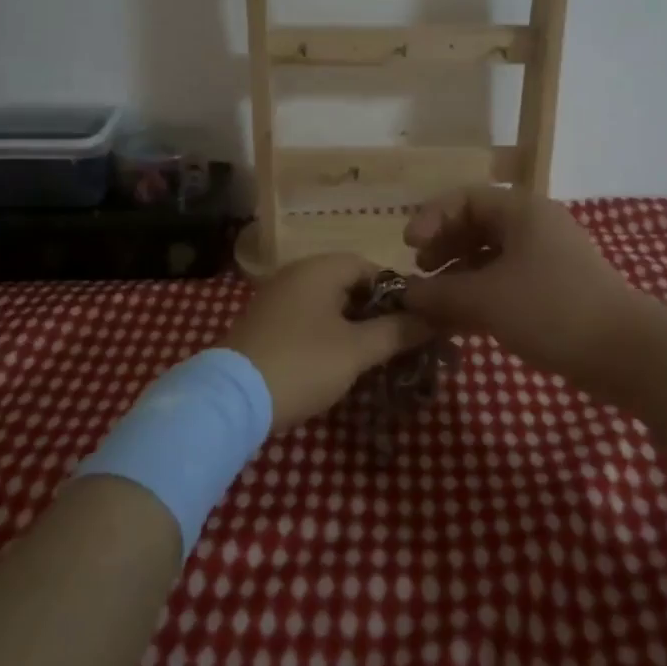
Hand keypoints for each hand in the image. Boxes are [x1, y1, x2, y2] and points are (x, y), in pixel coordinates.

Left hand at [224, 254, 432, 431]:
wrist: (233, 398)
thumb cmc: (303, 364)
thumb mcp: (357, 350)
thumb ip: (397, 331)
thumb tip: (433, 318)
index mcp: (319, 268)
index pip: (371, 267)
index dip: (399, 293)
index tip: (416, 322)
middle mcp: (296, 274)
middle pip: (349, 285)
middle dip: (377, 312)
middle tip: (400, 343)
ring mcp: (277, 298)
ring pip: (329, 305)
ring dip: (354, 327)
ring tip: (375, 357)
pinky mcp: (265, 324)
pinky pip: (308, 320)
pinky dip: (329, 335)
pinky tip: (339, 362)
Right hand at [402, 186, 648, 400]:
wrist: (626, 353)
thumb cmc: (550, 310)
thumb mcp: (485, 299)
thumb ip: (439, 293)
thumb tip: (405, 293)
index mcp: (522, 211)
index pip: (465, 199)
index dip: (432, 218)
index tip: (410, 248)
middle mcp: (535, 227)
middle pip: (477, 225)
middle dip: (444, 247)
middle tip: (422, 271)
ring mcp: (548, 259)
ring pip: (491, 256)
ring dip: (459, 275)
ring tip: (437, 302)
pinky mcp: (556, 290)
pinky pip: (507, 281)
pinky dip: (481, 294)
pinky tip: (461, 321)